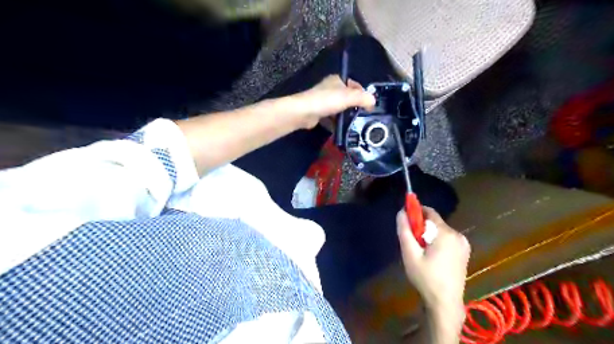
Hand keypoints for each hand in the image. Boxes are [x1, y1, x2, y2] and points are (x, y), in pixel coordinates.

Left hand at [287, 75, 373, 128]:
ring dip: (346, 116)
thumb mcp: (348, 97)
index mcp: (337, 80)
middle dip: (355, 106)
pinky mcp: (319, 113)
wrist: (303, 112)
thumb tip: (373, 101)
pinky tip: (342, 129)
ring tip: (354, 124)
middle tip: (363, 117)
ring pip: (339, 108)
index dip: (363, 94)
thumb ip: (362, 98)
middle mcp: (330, 89)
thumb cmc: (326, 101)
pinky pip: (332, 117)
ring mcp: (323, 101)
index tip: (369, 106)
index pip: (355, 85)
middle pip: (347, 98)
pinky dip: (337, 122)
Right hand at [398, 207, 470, 314]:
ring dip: (428, 236)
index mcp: (446, 233)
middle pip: (434, 222)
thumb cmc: (425, 277)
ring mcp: (463, 244)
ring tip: (421, 253)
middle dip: (421, 228)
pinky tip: (432, 257)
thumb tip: (401, 212)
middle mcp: (458, 235)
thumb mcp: (410, 254)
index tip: (406, 221)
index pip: (429, 212)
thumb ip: (405, 231)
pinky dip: (437, 242)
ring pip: (440, 231)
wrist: (445, 302)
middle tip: (412, 243)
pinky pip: (447, 239)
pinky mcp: (464, 252)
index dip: (416, 212)